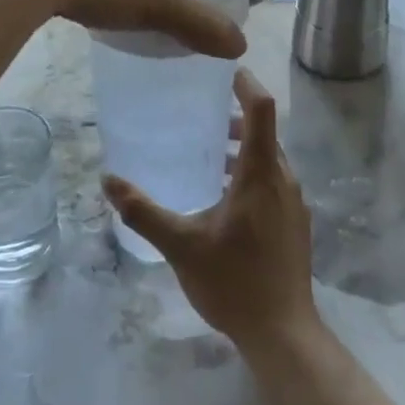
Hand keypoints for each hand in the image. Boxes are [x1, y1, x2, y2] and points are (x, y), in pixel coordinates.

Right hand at [105, 69, 320, 357]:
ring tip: (208, 154)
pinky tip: (224, 197)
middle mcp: (283, 180)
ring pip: (269, 158)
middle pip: (265, 131)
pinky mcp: (295, 224)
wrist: (284, 335)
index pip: (262, 109)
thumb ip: (144, 212)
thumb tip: (108, 180)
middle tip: (200, 113)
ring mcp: (294, 203)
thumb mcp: (181, 245)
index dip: (245, 83)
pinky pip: (274, 181)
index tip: (223, 69)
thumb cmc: (234, 282)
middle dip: (236, 117)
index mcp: (261, 173)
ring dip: (243, 148)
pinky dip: (252, 172)